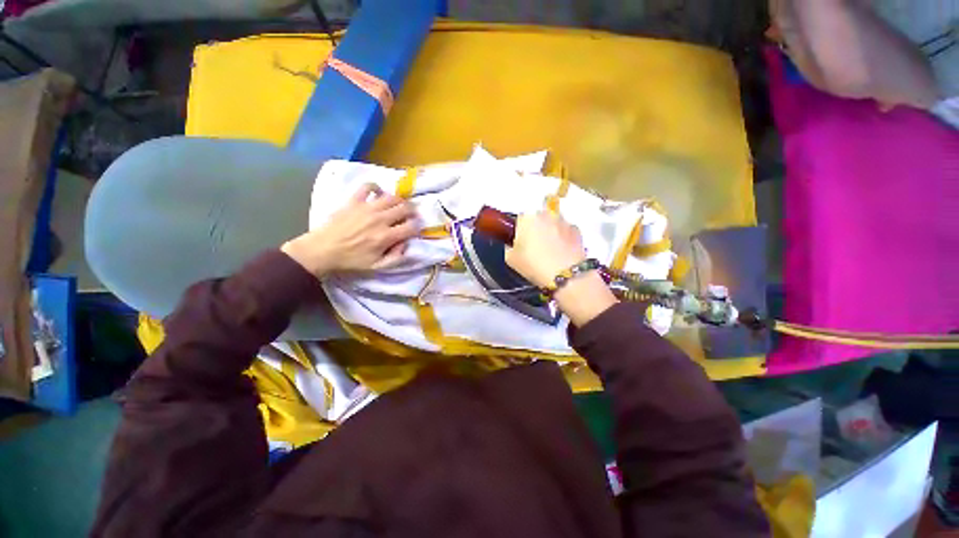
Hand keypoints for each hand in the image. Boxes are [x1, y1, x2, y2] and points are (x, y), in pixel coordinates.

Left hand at [282, 183, 418, 276]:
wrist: (322, 250)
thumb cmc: (351, 260)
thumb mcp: (376, 266)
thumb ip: (396, 258)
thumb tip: (406, 245)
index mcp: (386, 237)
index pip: (411, 227)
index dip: (417, 227)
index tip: (414, 229)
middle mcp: (380, 219)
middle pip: (405, 208)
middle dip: (412, 212)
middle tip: (410, 216)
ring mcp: (366, 208)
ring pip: (392, 197)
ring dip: (399, 201)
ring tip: (398, 206)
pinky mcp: (354, 201)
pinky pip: (368, 187)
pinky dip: (376, 188)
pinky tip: (378, 194)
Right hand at [505, 209, 587, 287]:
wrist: (565, 275)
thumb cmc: (534, 265)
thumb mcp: (510, 259)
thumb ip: (508, 247)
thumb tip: (512, 245)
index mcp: (526, 217)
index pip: (519, 220)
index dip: (519, 233)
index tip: (520, 245)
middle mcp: (545, 214)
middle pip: (537, 219)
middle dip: (535, 230)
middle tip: (534, 249)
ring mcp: (563, 221)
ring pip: (552, 224)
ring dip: (550, 233)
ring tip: (549, 252)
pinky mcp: (577, 230)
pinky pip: (566, 232)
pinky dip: (563, 239)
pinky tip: (561, 253)